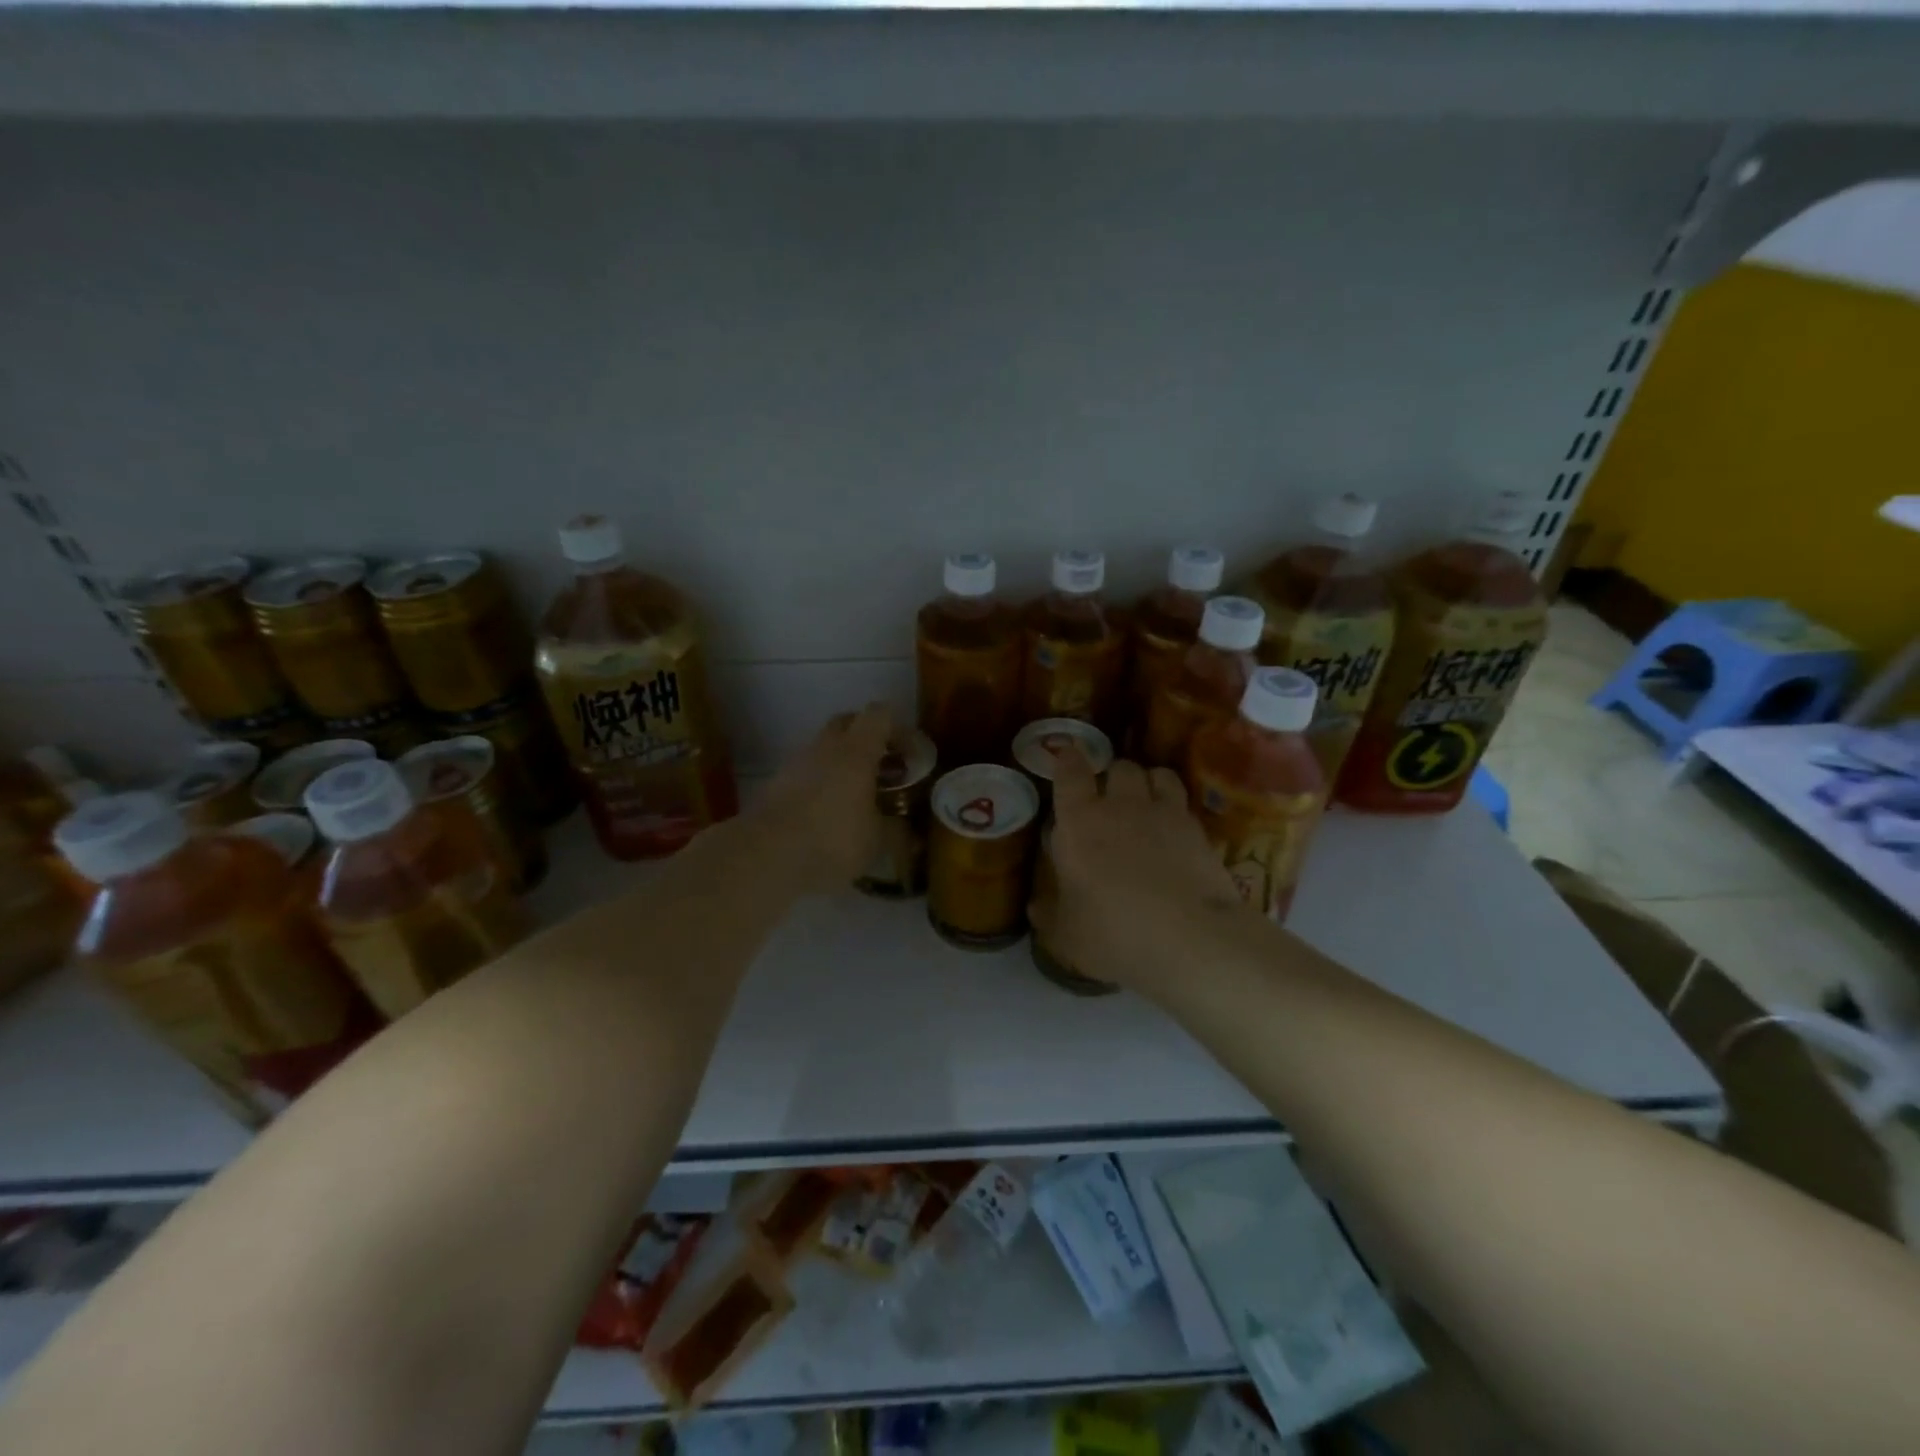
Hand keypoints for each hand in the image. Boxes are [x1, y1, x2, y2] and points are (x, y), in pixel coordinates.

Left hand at [749, 703, 892, 893]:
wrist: (766, 855)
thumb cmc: (833, 840)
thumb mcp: (877, 841)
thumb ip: (896, 830)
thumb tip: (910, 832)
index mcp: (856, 751)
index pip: (879, 715)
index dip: (897, 727)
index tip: (909, 752)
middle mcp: (825, 747)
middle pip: (847, 722)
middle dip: (866, 736)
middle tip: (882, 765)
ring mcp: (795, 763)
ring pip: (823, 747)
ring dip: (840, 760)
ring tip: (854, 791)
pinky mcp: (775, 784)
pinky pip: (805, 771)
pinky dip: (820, 781)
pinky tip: (827, 810)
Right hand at [1028, 746, 1244, 994]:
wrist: (1188, 939)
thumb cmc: (1112, 933)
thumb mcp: (1066, 935)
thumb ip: (1049, 916)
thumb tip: (1036, 907)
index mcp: (1079, 822)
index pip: (1070, 772)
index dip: (1068, 759)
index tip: (1066, 755)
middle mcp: (1120, 806)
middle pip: (1118, 766)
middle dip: (1112, 776)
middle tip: (1108, 798)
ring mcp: (1164, 813)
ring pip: (1156, 773)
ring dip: (1147, 782)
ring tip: (1145, 802)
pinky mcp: (1198, 829)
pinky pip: (1183, 801)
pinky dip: (1175, 806)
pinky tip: (1174, 829)